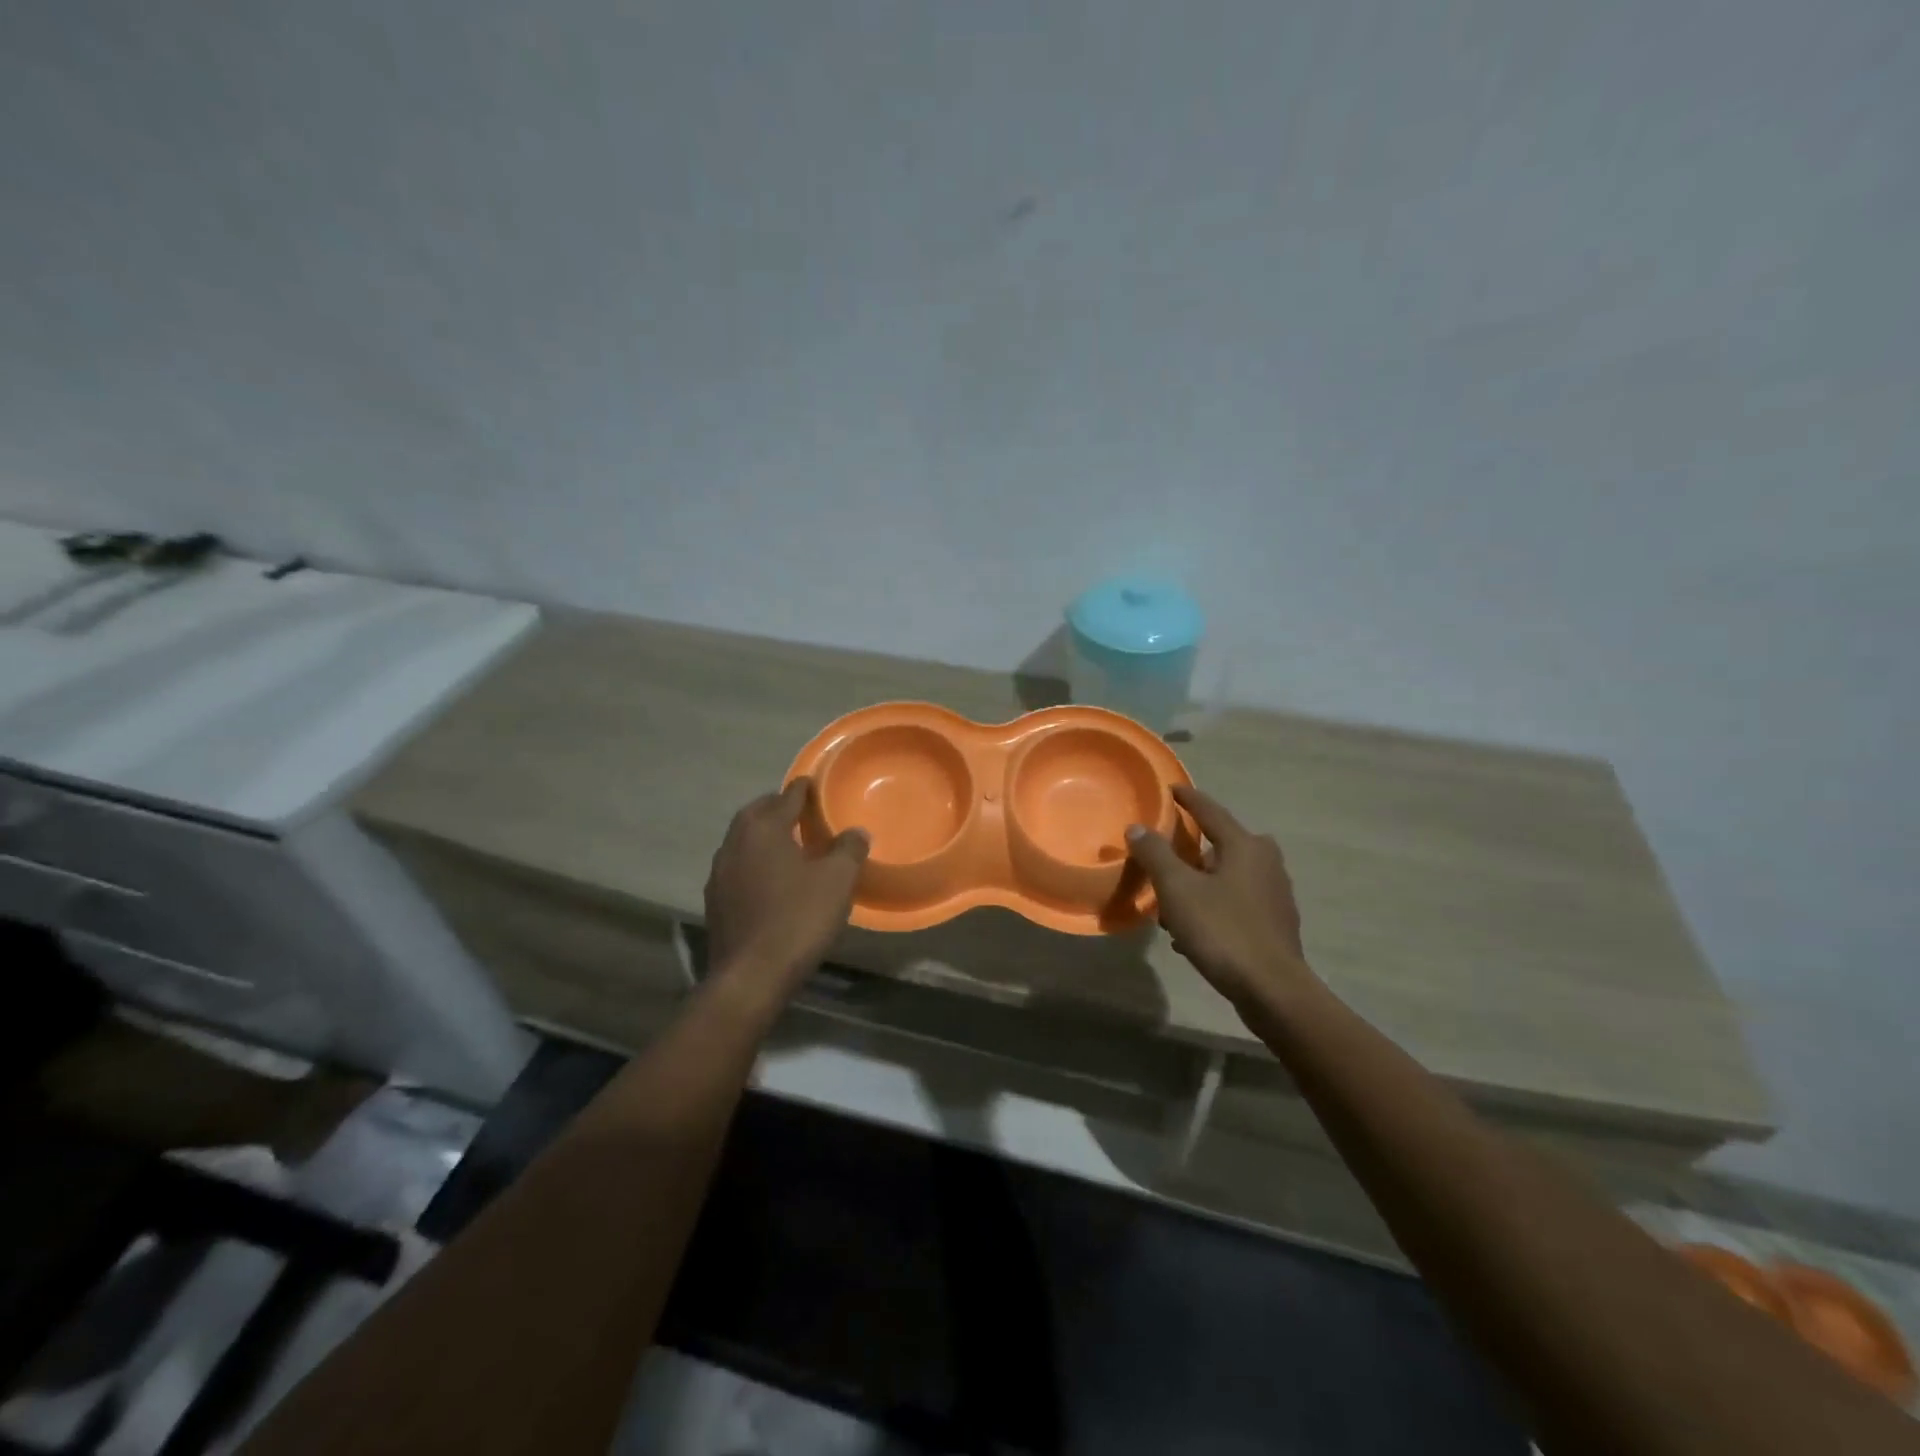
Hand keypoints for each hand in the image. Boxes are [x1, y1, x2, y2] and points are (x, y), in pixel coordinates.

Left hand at [704, 779, 867, 993]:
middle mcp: (734, 843)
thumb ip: (849, 849)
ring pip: (743, 841)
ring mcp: (719, 873)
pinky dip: (755, 863)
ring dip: (764, 836)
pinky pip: (738, 868)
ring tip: (789, 844)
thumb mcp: (837, 880)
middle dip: (778, 807)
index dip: (804, 788)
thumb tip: (856, 832)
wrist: (750, 976)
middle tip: (801, 811)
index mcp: (762, 828)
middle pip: (757, 813)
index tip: (815, 783)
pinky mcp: (715, 901)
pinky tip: (771, 880)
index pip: (786, 797)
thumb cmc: (798, 918)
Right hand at [1126, 785, 1313, 1008]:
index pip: (1210, 811)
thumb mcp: (1177, 889)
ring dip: (1201, 883)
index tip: (1171, 788)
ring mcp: (1275, 894)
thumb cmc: (1222, 930)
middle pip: (1223, 844)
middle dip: (1193, 848)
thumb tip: (1137, 828)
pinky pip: (1236, 902)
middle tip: (1168, 856)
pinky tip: (1191, 931)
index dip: (1187, 799)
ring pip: (1229, 876)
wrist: (1272, 989)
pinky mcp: (1275, 923)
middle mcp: (1266, 862)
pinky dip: (1213, 906)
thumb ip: (1155, 855)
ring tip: (1171, 902)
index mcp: (1244, 845)